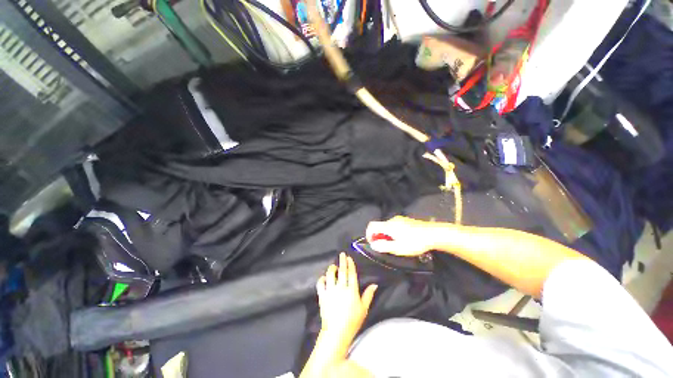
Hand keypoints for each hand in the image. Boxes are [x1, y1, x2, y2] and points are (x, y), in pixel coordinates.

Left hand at [316, 253, 376, 338]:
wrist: (337, 332)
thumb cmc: (352, 320)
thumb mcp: (364, 308)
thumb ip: (368, 295)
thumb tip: (375, 284)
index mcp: (352, 290)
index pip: (351, 274)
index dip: (350, 265)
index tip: (349, 258)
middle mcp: (341, 288)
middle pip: (342, 271)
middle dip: (342, 261)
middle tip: (342, 254)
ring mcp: (331, 291)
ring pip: (330, 275)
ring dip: (332, 269)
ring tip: (333, 266)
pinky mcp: (322, 296)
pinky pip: (320, 284)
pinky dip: (321, 279)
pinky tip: (324, 278)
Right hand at [366, 216, 442, 256]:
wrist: (433, 234)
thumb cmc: (415, 242)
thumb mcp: (398, 248)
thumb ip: (384, 246)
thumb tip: (373, 245)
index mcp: (389, 226)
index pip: (372, 226)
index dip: (369, 234)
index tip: (372, 243)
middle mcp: (392, 220)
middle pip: (380, 226)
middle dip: (378, 236)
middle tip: (385, 247)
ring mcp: (400, 219)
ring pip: (387, 226)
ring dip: (386, 235)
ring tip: (394, 245)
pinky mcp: (406, 220)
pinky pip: (394, 225)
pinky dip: (392, 232)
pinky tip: (402, 239)